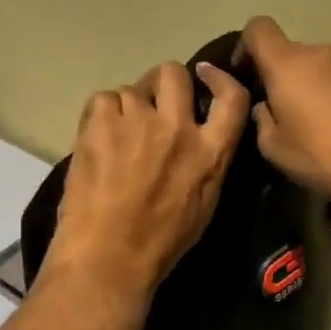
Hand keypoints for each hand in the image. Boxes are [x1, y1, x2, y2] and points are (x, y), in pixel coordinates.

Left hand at [43, 60, 250, 307]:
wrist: (108, 256)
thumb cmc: (160, 243)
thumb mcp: (204, 205)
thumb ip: (208, 163)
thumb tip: (201, 138)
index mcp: (210, 152)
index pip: (233, 97)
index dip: (221, 78)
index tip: (207, 76)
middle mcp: (178, 127)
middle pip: (174, 73)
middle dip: (164, 84)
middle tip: (152, 106)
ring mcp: (137, 120)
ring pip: (132, 88)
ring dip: (128, 107)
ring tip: (118, 136)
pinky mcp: (101, 122)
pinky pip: (103, 99)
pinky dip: (100, 115)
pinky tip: (97, 140)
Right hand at [237, 16, 330, 219]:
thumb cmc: (323, 157)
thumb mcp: (274, 148)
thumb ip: (262, 118)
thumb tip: (267, 106)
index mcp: (288, 64)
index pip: (258, 28)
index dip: (246, 46)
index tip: (246, 73)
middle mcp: (322, 53)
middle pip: (292, 53)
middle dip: (282, 76)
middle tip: (282, 112)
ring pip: (321, 67)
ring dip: (313, 87)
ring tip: (318, 125)